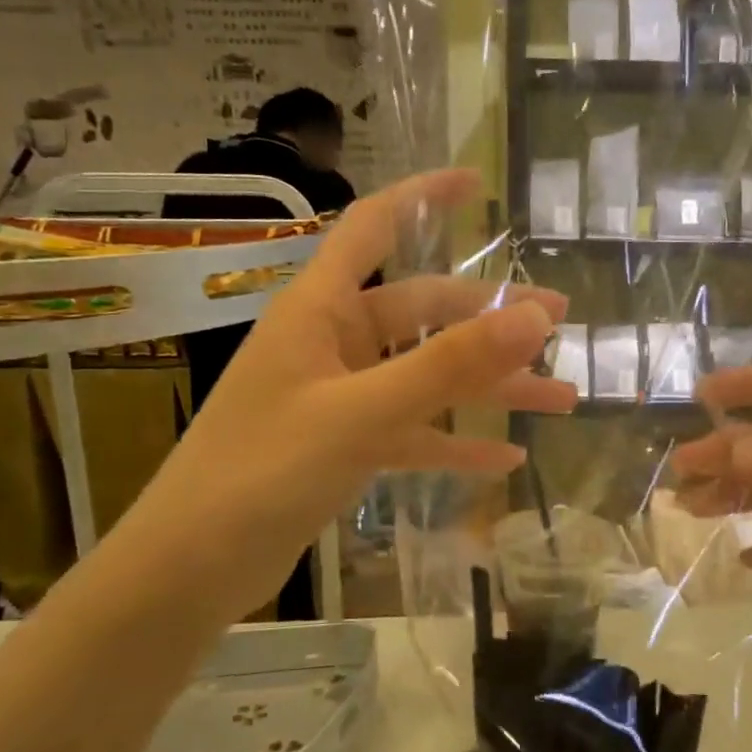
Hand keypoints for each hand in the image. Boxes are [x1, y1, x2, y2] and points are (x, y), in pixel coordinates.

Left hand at [126, 169, 574, 619]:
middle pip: (423, 312)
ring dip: (490, 387)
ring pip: (429, 377)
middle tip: (560, 324)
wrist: (191, 568)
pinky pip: (415, 433)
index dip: (423, 196)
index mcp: (320, 310)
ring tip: (560, 398)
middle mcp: (332, 343)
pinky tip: (506, 460)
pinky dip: (458, 442)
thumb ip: (448, 365)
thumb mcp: (362, 414)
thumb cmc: (262, 473)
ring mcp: (340, 397)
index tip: (478, 182)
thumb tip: (535, 316)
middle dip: (492, 319)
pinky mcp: (345, 446)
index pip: (373, 227)